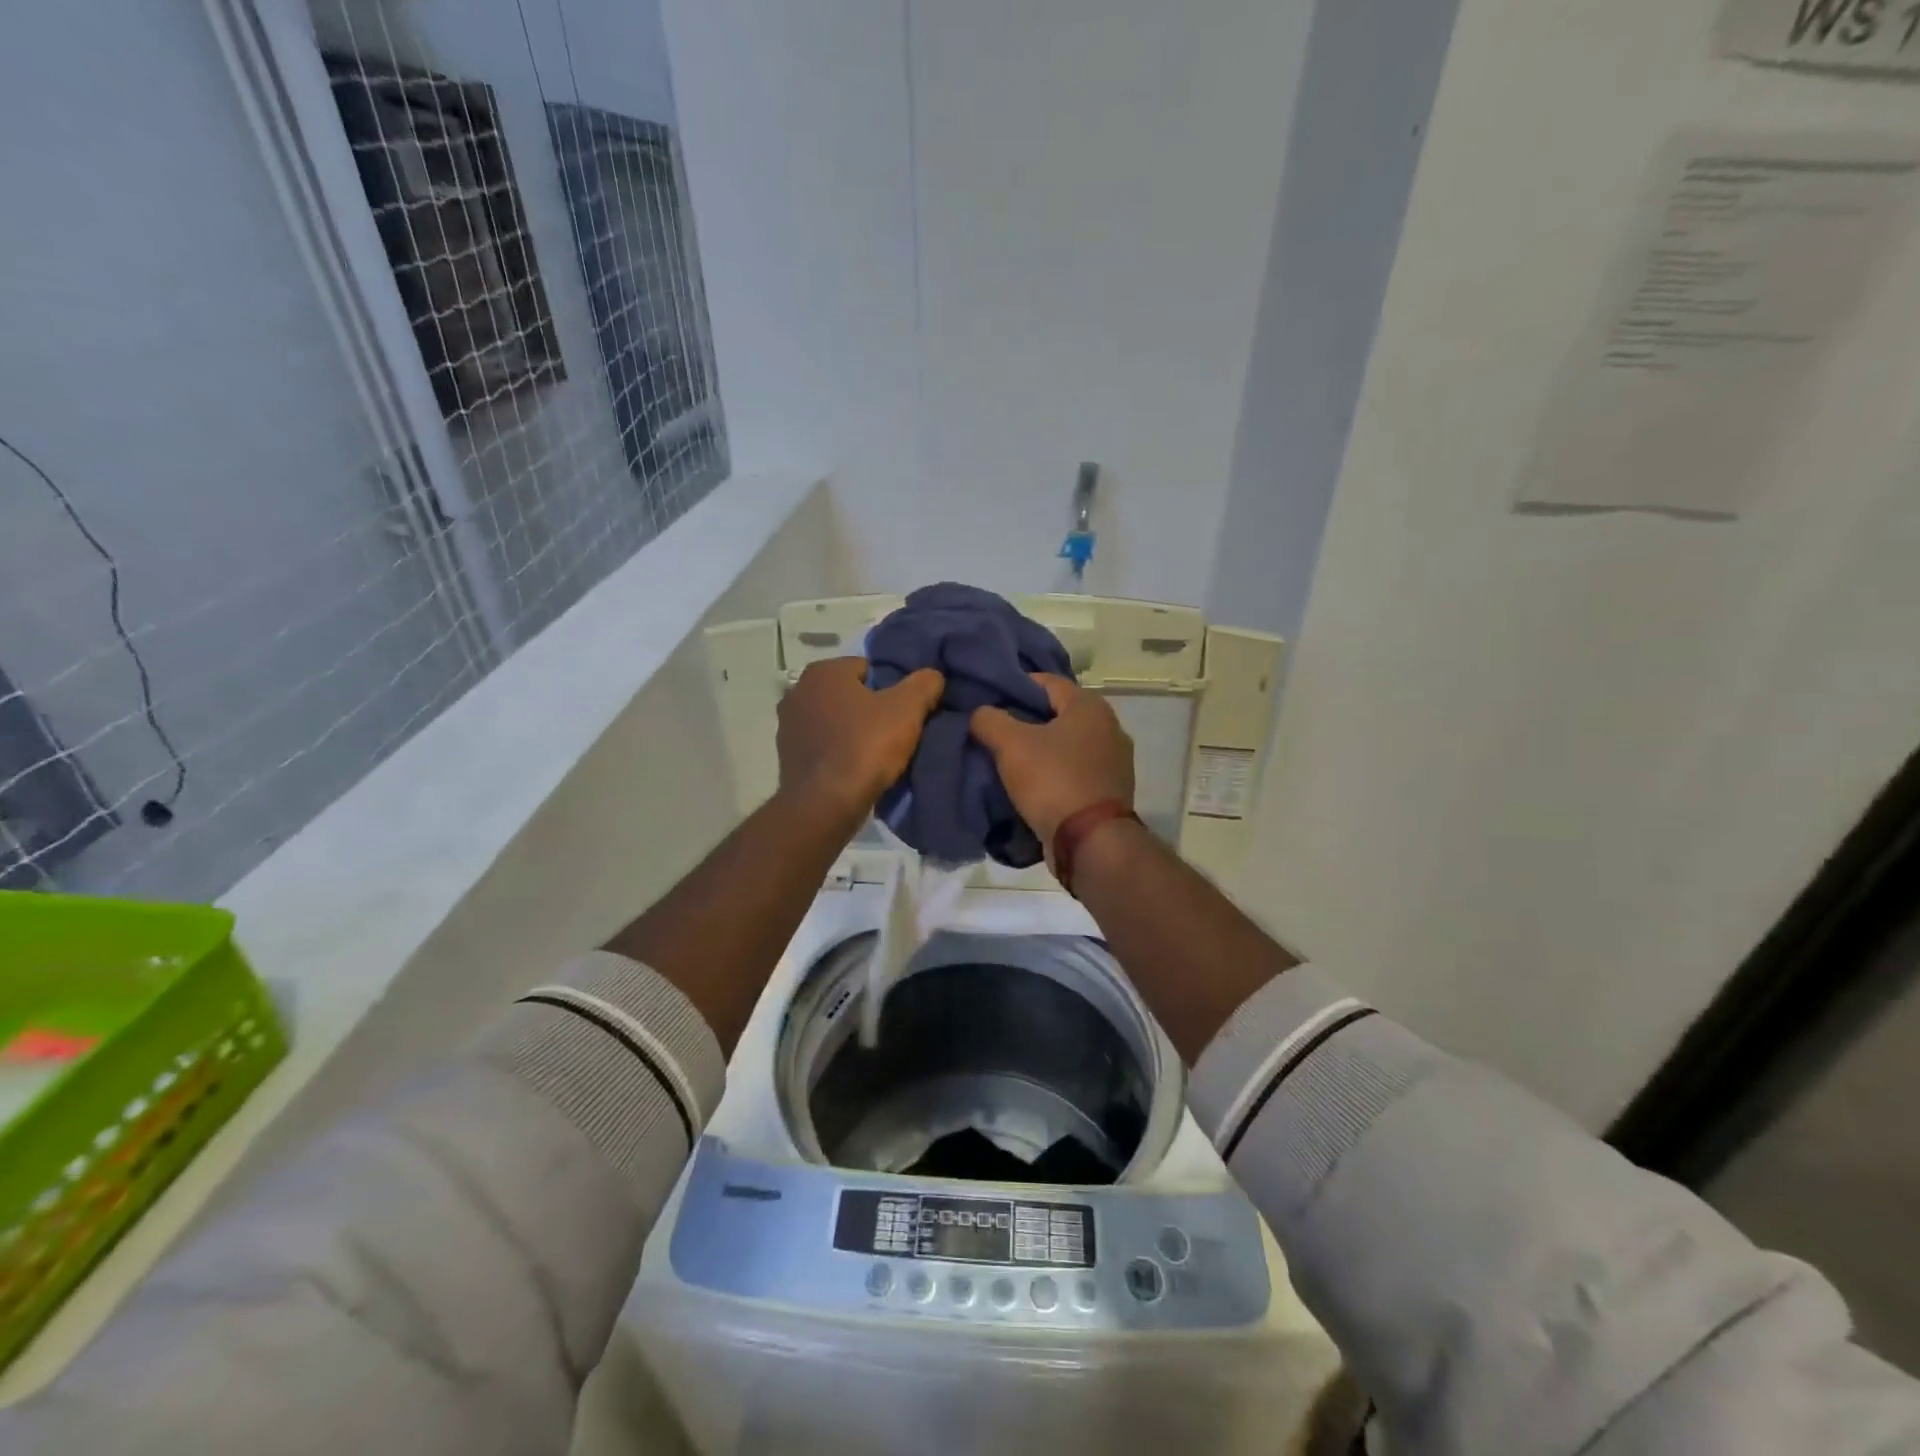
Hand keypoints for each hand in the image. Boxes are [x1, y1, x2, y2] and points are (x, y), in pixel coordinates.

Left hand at [777, 657, 944, 818]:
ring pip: (835, 720)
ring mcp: (788, 725)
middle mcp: (799, 691)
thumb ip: (924, 684)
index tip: (907, 711)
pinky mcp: (787, 756)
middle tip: (897, 732)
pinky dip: (839, 752)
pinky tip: (856, 769)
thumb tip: (932, 676)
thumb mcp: (907, 710)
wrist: (826, 804)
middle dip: (872, 709)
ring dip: (854, 731)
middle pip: (850, 694)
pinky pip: (824, 745)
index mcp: (823, 671)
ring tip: (878, 754)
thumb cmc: (866, 746)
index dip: (892, 688)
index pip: (869, 668)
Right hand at [969, 673, 1133, 849]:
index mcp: (1090, 706)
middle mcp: (1109, 726)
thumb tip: (980, 713)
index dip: (1014, 686)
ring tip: (1007, 758)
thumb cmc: (1052, 780)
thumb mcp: (1010, 744)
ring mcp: (1114, 761)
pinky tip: (1031, 783)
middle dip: (1025, 720)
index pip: (1046, 682)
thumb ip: (989, 720)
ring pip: (1066, 744)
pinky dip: (1054, 772)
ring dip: (1040, 749)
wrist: (1090, 841)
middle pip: (1057, 714)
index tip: (988, 699)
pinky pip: (1074, 770)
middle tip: (994, 730)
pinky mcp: (1110, 790)